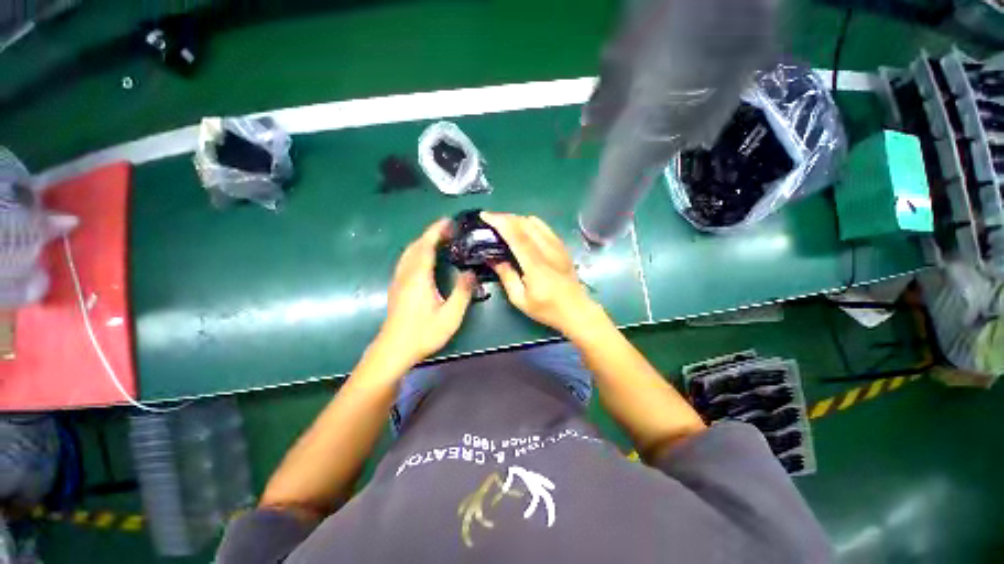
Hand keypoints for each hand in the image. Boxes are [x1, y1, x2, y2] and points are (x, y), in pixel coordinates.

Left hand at [371, 219, 473, 370]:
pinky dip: (416, 253)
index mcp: (419, 276)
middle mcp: (406, 273)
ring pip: (408, 253)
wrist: (394, 348)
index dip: (437, 231)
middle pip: (416, 246)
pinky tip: (424, 261)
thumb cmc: (423, 333)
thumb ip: (462, 293)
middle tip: (448, 231)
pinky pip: (405, 261)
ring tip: (438, 242)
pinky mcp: (396, 288)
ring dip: (422, 243)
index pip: (427, 245)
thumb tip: (471, 273)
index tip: (449, 221)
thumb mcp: (450, 316)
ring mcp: (398, 280)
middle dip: (430, 234)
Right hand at [481, 212, 603, 337]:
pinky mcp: (562, 247)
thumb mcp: (520, 299)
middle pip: (525, 224)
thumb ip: (506, 276)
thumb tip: (493, 259)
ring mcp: (557, 247)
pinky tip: (522, 229)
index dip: (500, 223)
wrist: (577, 310)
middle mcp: (548, 251)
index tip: (485, 216)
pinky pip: (545, 227)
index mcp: (536, 265)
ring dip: (517, 219)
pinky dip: (530, 223)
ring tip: (504, 224)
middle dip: (505, 218)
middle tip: (490, 220)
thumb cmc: (547, 309)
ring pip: (536, 222)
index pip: (516, 236)